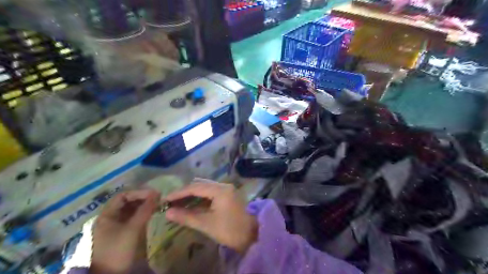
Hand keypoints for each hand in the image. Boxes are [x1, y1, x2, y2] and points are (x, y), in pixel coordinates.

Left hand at [89, 190, 160, 273]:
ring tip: (157, 204)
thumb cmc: (119, 249)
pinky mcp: (122, 233)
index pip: (123, 195)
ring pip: (131, 210)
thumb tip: (157, 193)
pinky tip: (152, 213)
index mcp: (106, 215)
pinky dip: (142, 213)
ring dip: (143, 205)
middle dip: (142, 198)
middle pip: (127, 202)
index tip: (154, 194)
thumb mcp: (133, 228)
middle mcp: (110, 217)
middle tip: (158, 198)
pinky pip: (133, 218)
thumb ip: (145, 210)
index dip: (139, 193)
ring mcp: (115, 225)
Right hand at [164, 179, 256, 253]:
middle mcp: (224, 186)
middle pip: (200, 185)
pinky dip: (201, 198)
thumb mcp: (207, 224)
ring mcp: (227, 190)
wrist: (253, 235)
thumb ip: (187, 217)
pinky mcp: (228, 196)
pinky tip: (192, 205)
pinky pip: (211, 193)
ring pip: (206, 189)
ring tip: (178, 204)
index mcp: (220, 190)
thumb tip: (168, 212)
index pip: (195, 187)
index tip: (165, 199)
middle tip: (171, 202)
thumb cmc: (230, 230)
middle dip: (185, 193)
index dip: (179, 193)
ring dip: (193, 195)